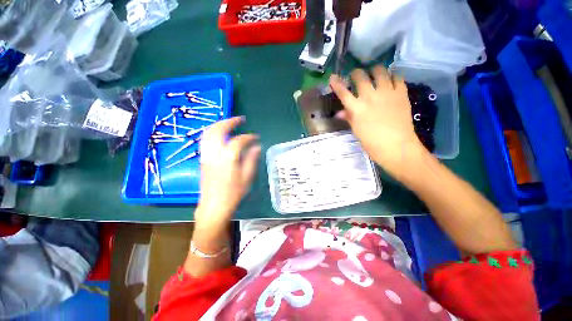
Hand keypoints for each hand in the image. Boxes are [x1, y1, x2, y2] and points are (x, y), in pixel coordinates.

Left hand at [195, 117, 260, 231]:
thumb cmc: (233, 193)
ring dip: (219, 124)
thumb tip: (257, 146)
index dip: (249, 137)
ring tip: (230, 123)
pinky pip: (205, 140)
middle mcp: (214, 153)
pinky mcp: (202, 159)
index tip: (256, 137)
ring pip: (209, 133)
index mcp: (228, 158)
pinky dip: (213, 132)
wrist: (213, 206)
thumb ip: (252, 159)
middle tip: (240, 119)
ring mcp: (206, 155)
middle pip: (219, 130)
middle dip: (230, 121)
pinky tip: (220, 134)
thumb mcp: (247, 177)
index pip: (239, 140)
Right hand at [330, 66, 426, 178]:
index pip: (343, 92)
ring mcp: (387, 93)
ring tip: (374, 73)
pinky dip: (392, 76)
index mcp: (357, 108)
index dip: (336, 83)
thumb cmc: (372, 142)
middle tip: (356, 76)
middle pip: (360, 77)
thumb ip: (349, 117)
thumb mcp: (356, 130)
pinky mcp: (401, 93)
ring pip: (380, 71)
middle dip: (356, 73)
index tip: (332, 76)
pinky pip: (397, 77)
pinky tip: (390, 80)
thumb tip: (340, 112)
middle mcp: (370, 97)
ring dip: (374, 70)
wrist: (396, 146)